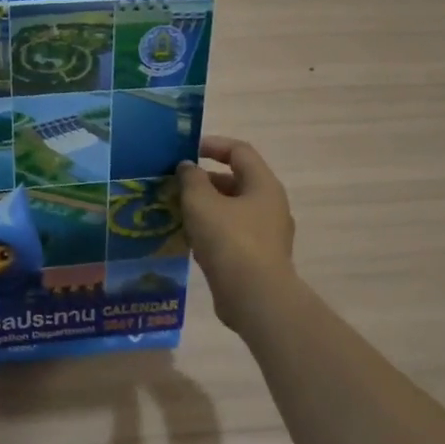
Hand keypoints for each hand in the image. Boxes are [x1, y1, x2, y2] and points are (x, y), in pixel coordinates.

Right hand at [176, 135, 296, 326]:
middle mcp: (270, 205)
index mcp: (263, 185)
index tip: (185, 151)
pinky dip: (211, 231)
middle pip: (235, 181)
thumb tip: (188, 167)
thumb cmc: (230, 241)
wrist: (255, 298)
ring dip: (205, 207)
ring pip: (231, 210)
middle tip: (174, 186)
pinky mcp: (258, 259)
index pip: (239, 151)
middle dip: (204, 180)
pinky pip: (232, 234)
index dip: (212, 145)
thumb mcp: (201, 202)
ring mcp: (267, 234)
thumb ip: (191, 179)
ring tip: (175, 212)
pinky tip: (188, 240)